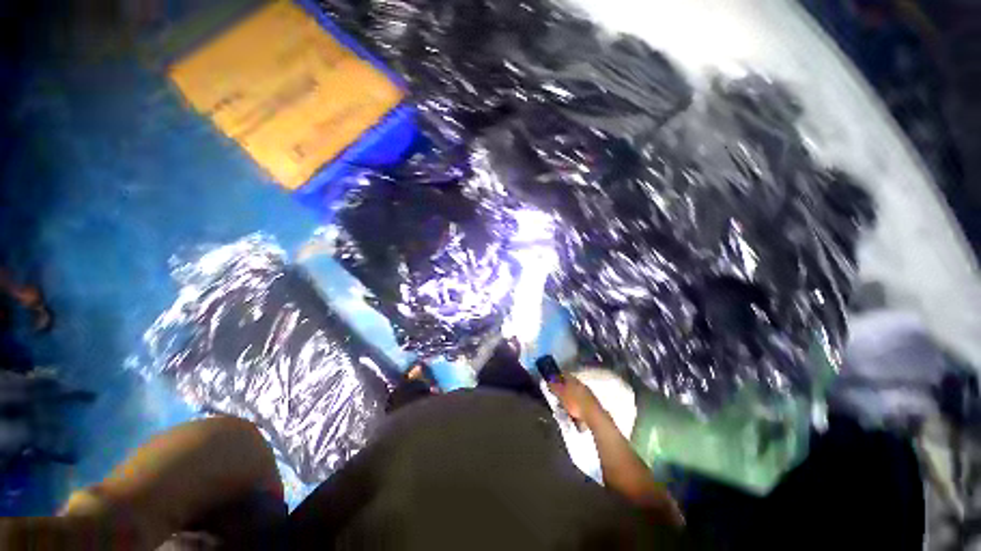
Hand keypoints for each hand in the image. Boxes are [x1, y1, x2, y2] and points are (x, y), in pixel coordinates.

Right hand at [548, 375, 604, 427]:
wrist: (593, 415)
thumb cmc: (575, 403)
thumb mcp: (561, 395)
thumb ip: (554, 387)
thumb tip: (548, 381)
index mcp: (573, 380)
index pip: (564, 374)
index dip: (557, 376)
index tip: (552, 381)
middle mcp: (581, 383)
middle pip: (570, 383)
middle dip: (563, 388)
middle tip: (557, 395)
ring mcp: (587, 392)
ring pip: (575, 391)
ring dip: (570, 396)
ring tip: (564, 405)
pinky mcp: (591, 401)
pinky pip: (580, 400)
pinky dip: (576, 403)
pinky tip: (573, 410)